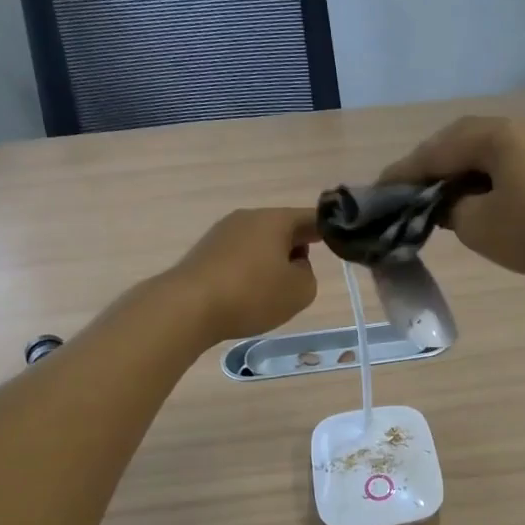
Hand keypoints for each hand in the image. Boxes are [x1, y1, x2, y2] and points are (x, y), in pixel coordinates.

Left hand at [165, 207, 318, 342]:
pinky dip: (250, 270)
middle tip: (304, 275)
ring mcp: (222, 232)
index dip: (327, 230)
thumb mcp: (300, 291)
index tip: (336, 242)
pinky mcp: (204, 252)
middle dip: (297, 248)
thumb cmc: (252, 294)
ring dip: (272, 260)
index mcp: (275, 219)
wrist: (188, 306)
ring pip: (259, 242)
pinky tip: (248, 293)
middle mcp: (247, 218)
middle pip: (282, 228)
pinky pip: (239, 256)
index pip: (311, 218)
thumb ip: (309, 275)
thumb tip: (294, 267)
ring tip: (274, 290)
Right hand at [378, 117, 524, 284]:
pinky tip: (474, 199)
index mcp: (495, 135)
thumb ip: (448, 208)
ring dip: (456, 170)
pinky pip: (505, 161)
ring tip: (435, 197)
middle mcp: (517, 127)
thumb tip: (446, 201)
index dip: (403, 173)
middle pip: (459, 140)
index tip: (377, 191)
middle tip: (405, 192)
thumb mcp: (477, 226)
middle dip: (429, 165)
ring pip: (483, 150)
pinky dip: (482, 177)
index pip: (436, 151)